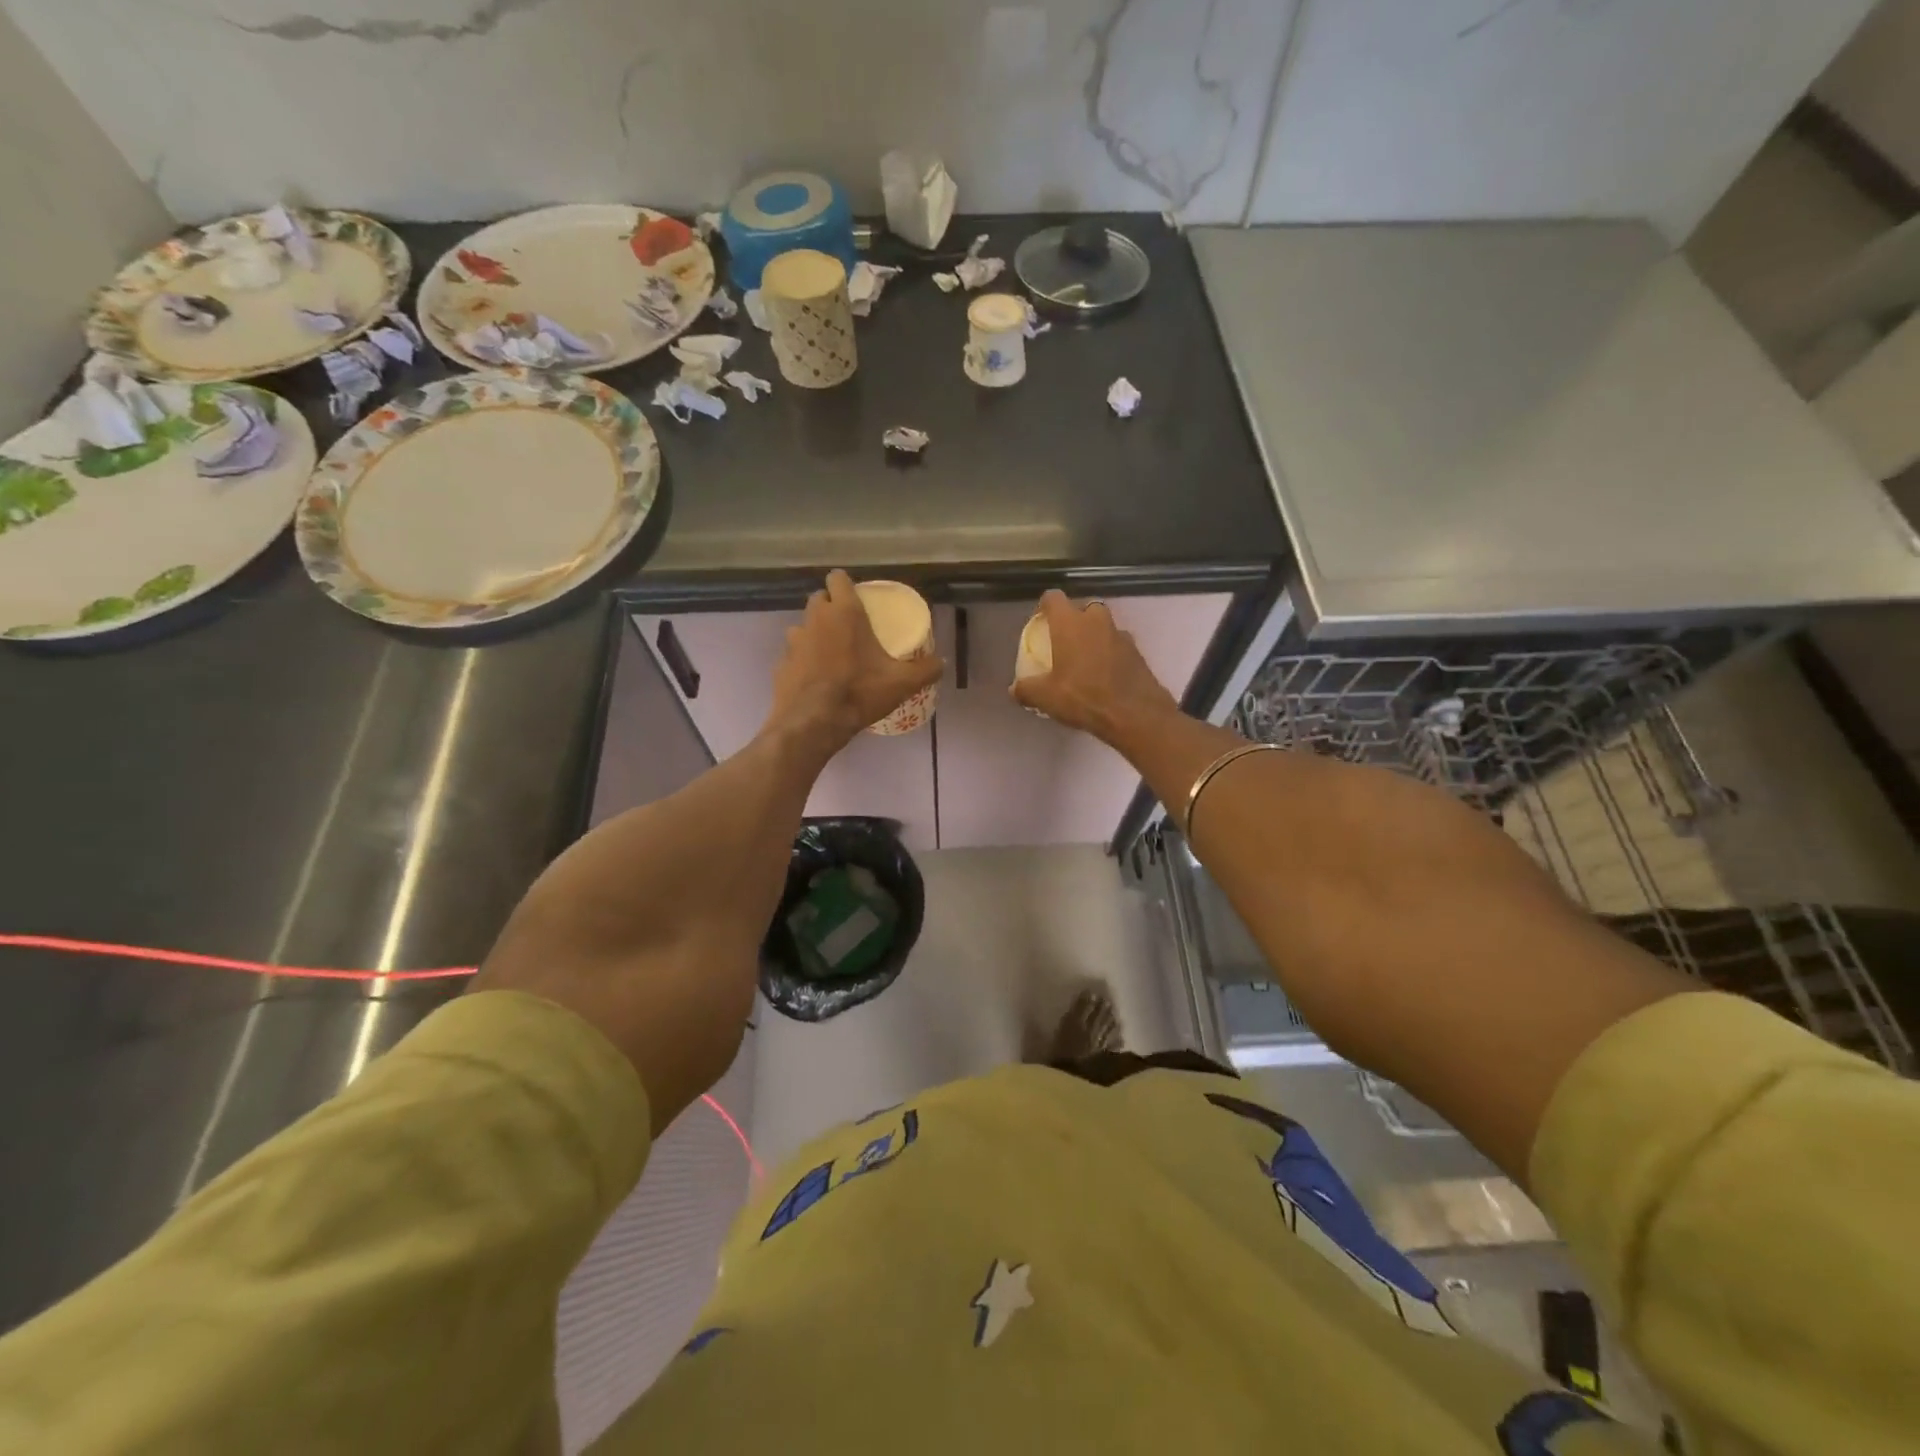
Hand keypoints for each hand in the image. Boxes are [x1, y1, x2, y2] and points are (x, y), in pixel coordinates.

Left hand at [769, 570, 943, 754]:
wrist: (814, 723)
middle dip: (831, 607)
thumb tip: (941, 663)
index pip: (837, 578)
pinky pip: (794, 654)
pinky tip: (815, 679)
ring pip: (803, 626)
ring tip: (831, 654)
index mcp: (844, 613)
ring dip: (815, 633)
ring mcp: (794, 641)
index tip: (857, 598)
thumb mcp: (901, 683)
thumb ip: (925, 670)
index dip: (845, 584)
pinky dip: (803, 661)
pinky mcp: (781, 664)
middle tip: (849, 627)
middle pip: (819, 599)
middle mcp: (815, 619)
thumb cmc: (859, 693)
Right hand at [1010, 590, 1179, 744]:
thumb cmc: (1083, 697)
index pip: (1053, 598)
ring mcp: (1120, 634)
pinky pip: (1118, 644)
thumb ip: (1026, 689)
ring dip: (1094, 636)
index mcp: (1070, 623)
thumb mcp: (1045, 697)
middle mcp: (1096, 620)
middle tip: (1064, 642)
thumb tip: (1014, 689)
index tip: (1040, 622)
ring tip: (1085, 660)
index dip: (1044, 606)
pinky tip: (1104, 674)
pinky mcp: (1137, 651)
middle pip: (1082, 608)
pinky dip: (1110, 652)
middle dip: (1073, 620)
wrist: (1134, 714)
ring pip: (1103, 625)